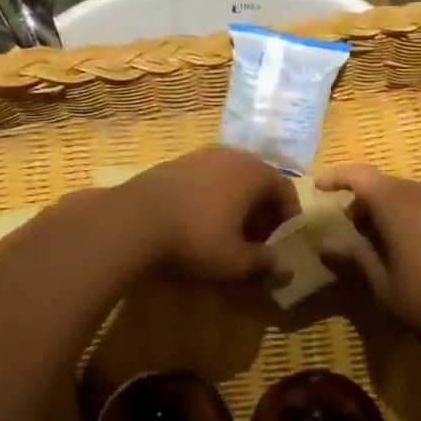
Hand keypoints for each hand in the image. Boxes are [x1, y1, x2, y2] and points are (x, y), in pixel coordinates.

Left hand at [120, 147, 300, 281]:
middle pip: (258, 182)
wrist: (131, 222)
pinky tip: (198, 224)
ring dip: (236, 206)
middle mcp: (231, 155)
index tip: (283, 244)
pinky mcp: (174, 164)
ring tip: (228, 236)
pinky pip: (206, 180)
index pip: (286, 191)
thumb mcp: (235, 261)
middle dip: (262, 213)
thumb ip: (264, 262)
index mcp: (255, 172)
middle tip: (258, 242)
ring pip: (231, 180)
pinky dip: (212, 199)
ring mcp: (200, 156)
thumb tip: (282, 265)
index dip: (289, 219)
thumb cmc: (195, 239)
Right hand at [314, 164, 420, 351]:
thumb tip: (327, 242)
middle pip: (384, 186)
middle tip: (348, 230)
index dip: (337, 177)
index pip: (359, 176)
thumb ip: (355, 258)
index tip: (318, 187)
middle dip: (362, 203)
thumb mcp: (384, 286)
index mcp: (396, 203)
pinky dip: (411, 220)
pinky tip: (413, 251)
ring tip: (379, 244)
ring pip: (408, 197)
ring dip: (388, 213)